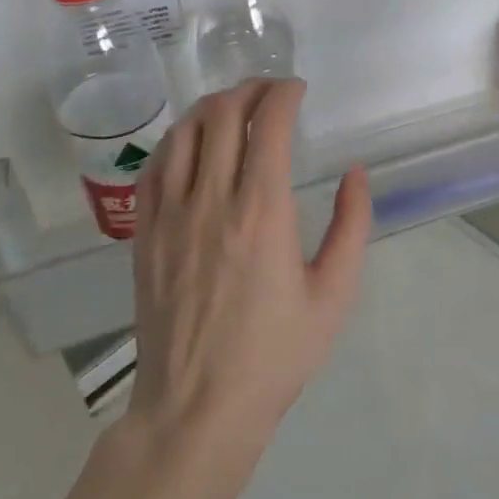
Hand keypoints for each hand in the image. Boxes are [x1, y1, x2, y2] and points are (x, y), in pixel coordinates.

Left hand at [128, 79, 371, 464]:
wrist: (197, 408)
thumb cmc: (274, 354)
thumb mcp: (334, 295)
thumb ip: (351, 226)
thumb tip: (354, 173)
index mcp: (262, 213)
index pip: (268, 125)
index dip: (283, 94)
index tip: (297, 90)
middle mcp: (212, 202)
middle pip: (222, 116)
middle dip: (249, 90)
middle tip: (270, 92)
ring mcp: (170, 217)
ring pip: (183, 133)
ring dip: (210, 107)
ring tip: (233, 107)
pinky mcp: (144, 236)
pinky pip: (154, 168)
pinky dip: (176, 141)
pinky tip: (191, 143)